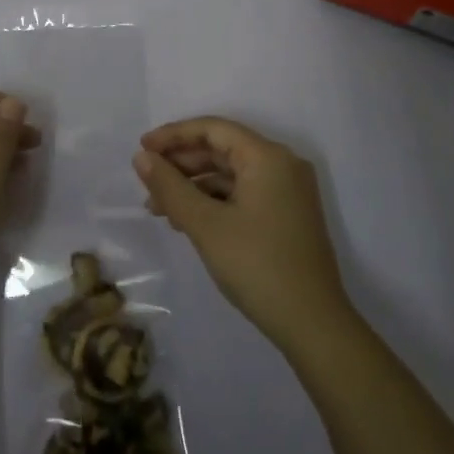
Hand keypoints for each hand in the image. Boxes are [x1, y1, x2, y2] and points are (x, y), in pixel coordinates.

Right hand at [133, 116, 352, 351]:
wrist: (312, 324)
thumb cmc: (257, 265)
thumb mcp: (205, 225)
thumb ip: (170, 187)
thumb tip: (142, 157)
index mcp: (267, 157)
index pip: (213, 129)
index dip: (174, 135)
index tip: (142, 149)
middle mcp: (282, 165)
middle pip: (222, 149)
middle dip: (181, 164)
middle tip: (147, 183)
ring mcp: (287, 191)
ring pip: (230, 174)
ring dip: (193, 186)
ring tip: (159, 209)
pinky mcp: (286, 214)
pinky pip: (242, 193)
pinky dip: (213, 201)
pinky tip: (186, 221)